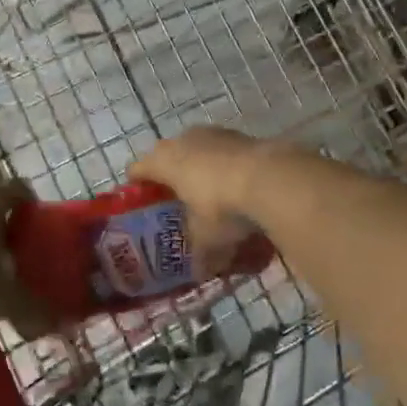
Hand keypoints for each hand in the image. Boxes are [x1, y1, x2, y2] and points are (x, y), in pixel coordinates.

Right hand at [128, 127, 275, 274]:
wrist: (269, 177)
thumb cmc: (222, 207)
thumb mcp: (207, 238)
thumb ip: (200, 254)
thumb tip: (200, 272)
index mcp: (164, 162)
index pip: (138, 169)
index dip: (136, 184)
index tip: (140, 199)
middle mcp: (183, 140)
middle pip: (166, 153)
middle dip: (168, 173)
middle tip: (174, 196)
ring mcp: (212, 133)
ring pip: (196, 147)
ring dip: (198, 164)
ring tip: (207, 189)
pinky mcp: (239, 134)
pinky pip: (222, 149)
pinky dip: (223, 163)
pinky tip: (236, 183)